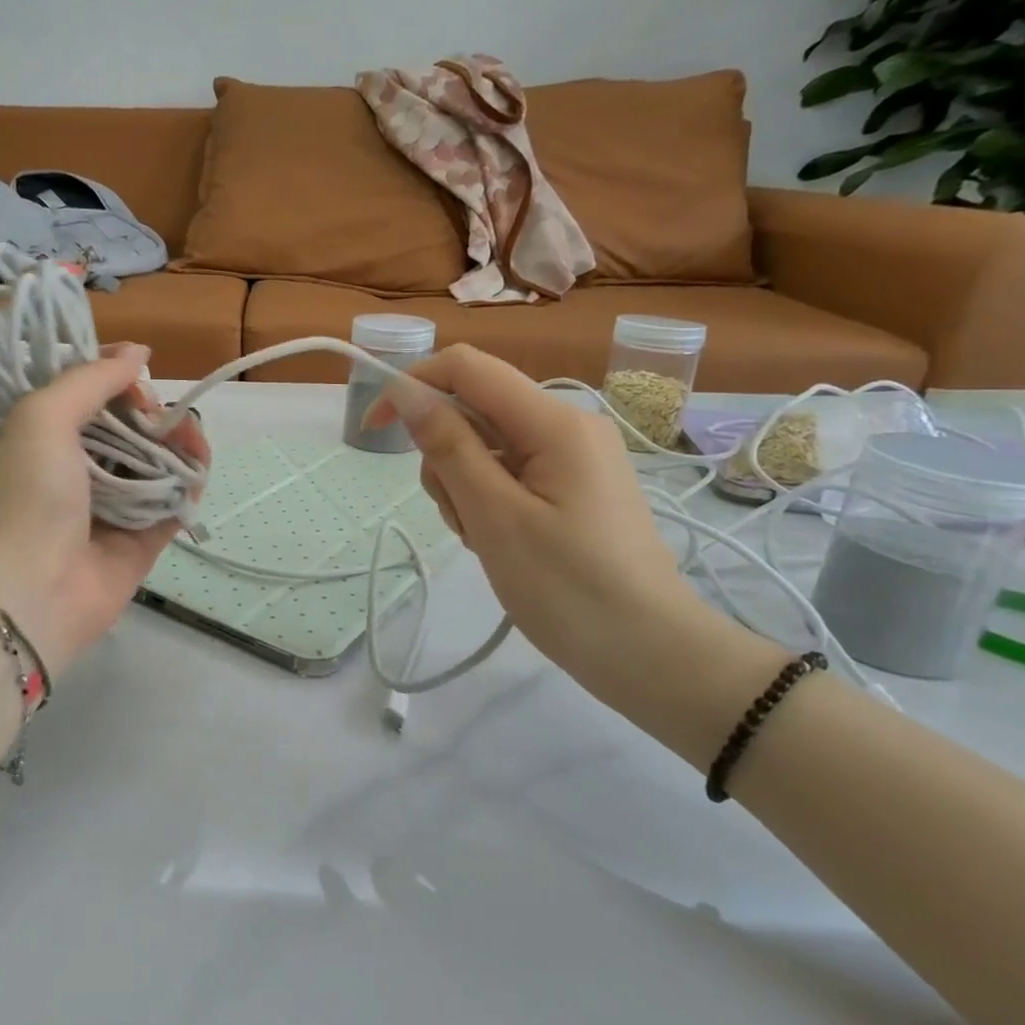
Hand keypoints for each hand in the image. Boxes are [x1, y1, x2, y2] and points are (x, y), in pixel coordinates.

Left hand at [0, 344, 208, 675]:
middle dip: (156, 414)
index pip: (92, 394)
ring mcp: (115, 505)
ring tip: (193, 444)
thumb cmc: (34, 494)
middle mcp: (82, 467)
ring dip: (181, 445)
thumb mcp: (44, 416)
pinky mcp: (143, 539)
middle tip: (164, 419)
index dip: (119, 378)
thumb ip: (91, 379)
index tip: (138, 372)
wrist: (37, 588)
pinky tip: (196, 473)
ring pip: (158, 462)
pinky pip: (174, 504)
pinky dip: (189, 485)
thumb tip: (138, 352)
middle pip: (132, 427)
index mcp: (50, 436)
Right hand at [365, 345, 765, 698]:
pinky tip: (500, 542)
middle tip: (462, 516)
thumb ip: (449, 447)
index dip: (411, 385)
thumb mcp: (495, 516)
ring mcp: (572, 457)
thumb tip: (407, 392)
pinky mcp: (572, 486)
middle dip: (444, 455)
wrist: (650, 656)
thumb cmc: (569, 588)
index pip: (466, 368)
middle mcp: (566, 426)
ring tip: (485, 539)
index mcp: (554, 422)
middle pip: (474, 410)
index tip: (374, 429)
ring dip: (464, 486)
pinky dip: (487, 501)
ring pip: (486, 446)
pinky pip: (509, 473)